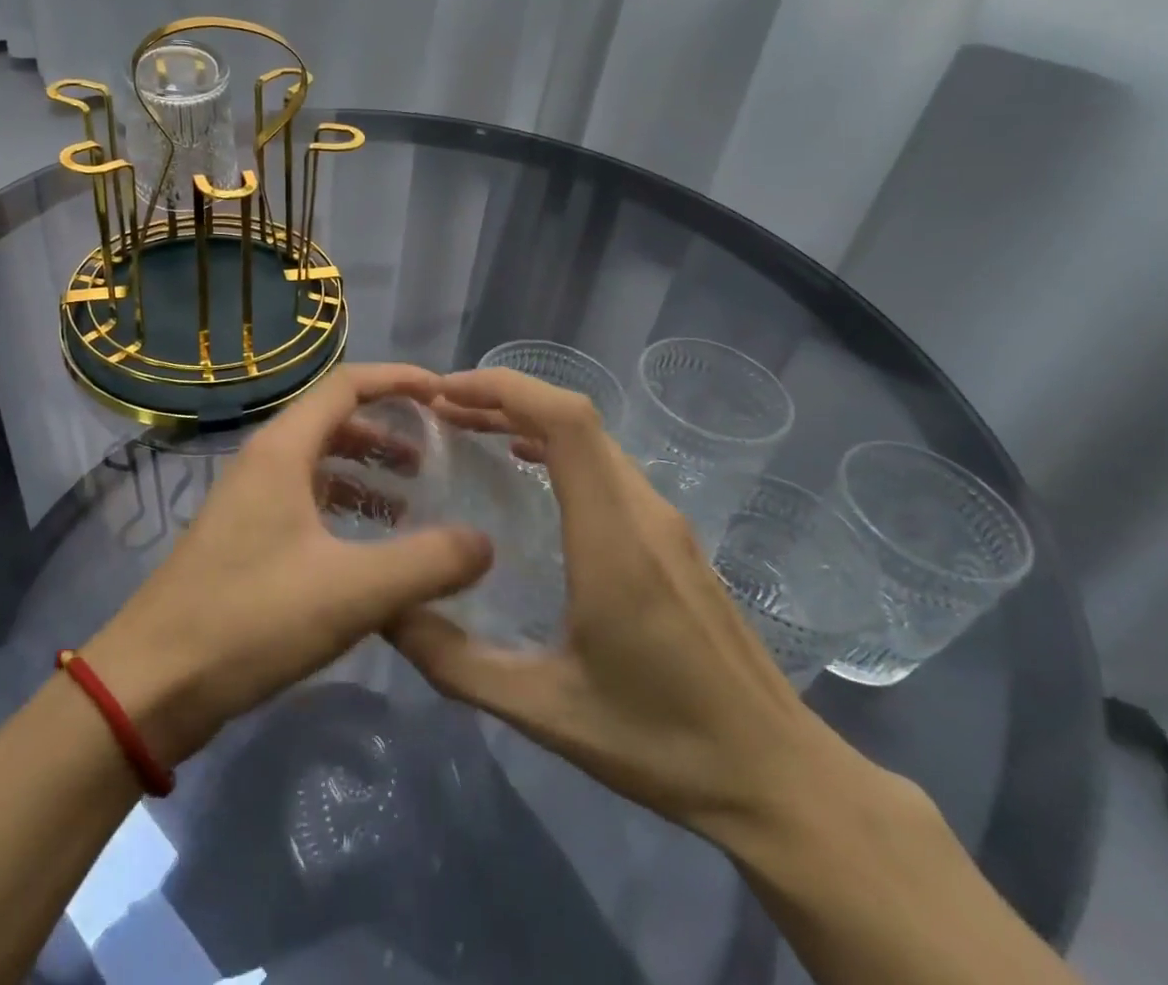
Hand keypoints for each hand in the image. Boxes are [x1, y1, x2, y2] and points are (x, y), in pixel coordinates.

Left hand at [82, 364, 493, 764]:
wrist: (153, 684)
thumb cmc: (251, 619)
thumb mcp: (352, 591)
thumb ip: (426, 563)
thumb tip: (484, 542)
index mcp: (283, 450)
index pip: (347, 385)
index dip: (398, 380)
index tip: (445, 394)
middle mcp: (264, 461)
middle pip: (334, 419)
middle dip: (388, 428)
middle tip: (436, 454)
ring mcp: (249, 499)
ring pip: (319, 461)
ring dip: (366, 469)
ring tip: (411, 500)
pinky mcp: (244, 535)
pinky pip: (305, 498)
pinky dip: (343, 504)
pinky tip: (369, 543)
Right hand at [390, 368, 868, 841]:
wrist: (780, 778)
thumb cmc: (662, 743)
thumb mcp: (544, 711)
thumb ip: (457, 662)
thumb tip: (387, 613)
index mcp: (614, 538)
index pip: (566, 422)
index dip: (506, 389)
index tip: (446, 393)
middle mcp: (644, 512)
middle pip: (574, 419)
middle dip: (503, 399)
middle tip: (441, 412)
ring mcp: (666, 523)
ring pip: (593, 440)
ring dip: (530, 420)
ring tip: (471, 430)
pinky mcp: (674, 540)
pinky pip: (608, 467)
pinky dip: (557, 448)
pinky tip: (527, 473)